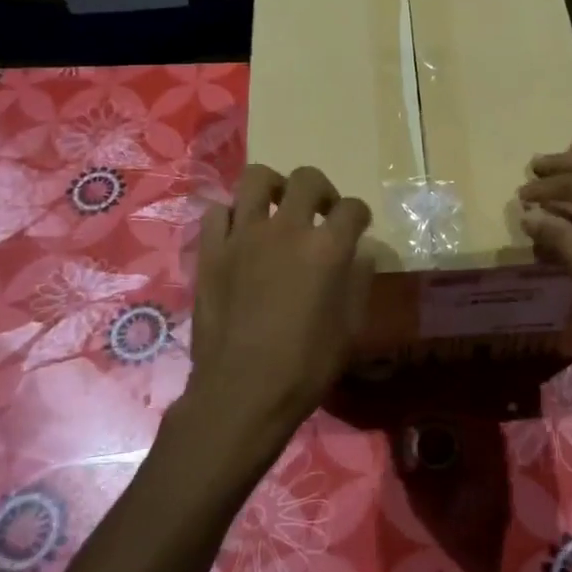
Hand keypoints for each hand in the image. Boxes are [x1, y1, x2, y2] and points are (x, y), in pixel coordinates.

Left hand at [174, 164, 373, 481]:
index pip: (353, 209)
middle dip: (323, 190)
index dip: (360, 215)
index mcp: (326, 248)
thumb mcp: (350, 329)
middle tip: (321, 212)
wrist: (242, 392)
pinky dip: (232, 215)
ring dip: (273, 187)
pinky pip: (218, 212)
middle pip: (307, 180)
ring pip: (255, 179)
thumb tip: (360, 254)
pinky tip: (240, 234)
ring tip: (277, 207)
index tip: (358, 227)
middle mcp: (285, 230)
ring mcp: (243, 237)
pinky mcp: (211, 251)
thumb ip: (358, 282)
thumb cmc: (305, 366)